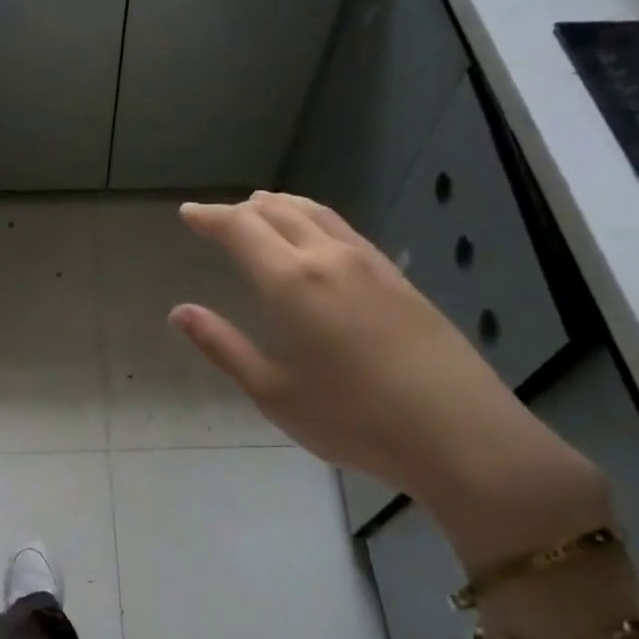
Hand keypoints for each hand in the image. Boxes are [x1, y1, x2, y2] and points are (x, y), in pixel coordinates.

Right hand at [169, 192, 607, 564]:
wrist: (457, 432)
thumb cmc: (352, 419)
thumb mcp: (273, 392)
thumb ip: (223, 346)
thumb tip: (180, 312)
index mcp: (291, 282)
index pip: (240, 229)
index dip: (209, 217)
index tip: (188, 214)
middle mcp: (328, 257)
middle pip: (278, 212)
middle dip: (242, 210)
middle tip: (218, 218)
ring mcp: (369, 263)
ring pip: (316, 213)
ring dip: (281, 206)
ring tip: (261, 208)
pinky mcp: (398, 278)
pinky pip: (344, 229)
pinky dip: (314, 219)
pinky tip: (316, 238)